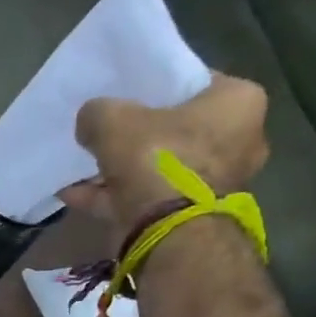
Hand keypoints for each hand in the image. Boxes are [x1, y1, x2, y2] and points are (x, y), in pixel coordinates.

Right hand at [58, 74, 269, 254]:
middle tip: (102, 135)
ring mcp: (216, 183)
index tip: (125, 96)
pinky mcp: (192, 216)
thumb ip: (98, 112)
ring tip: (81, 169)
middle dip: (135, 136)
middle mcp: (240, 141)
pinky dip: (115, 196)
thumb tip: (89, 121)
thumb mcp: (115, 121)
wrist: (169, 234)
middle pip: (175, 130)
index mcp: (239, 101)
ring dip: (119, 170)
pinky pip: (148, 198)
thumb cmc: (157, 160)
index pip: (193, 82)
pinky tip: (75, 194)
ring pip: (159, 168)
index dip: (154, 87)